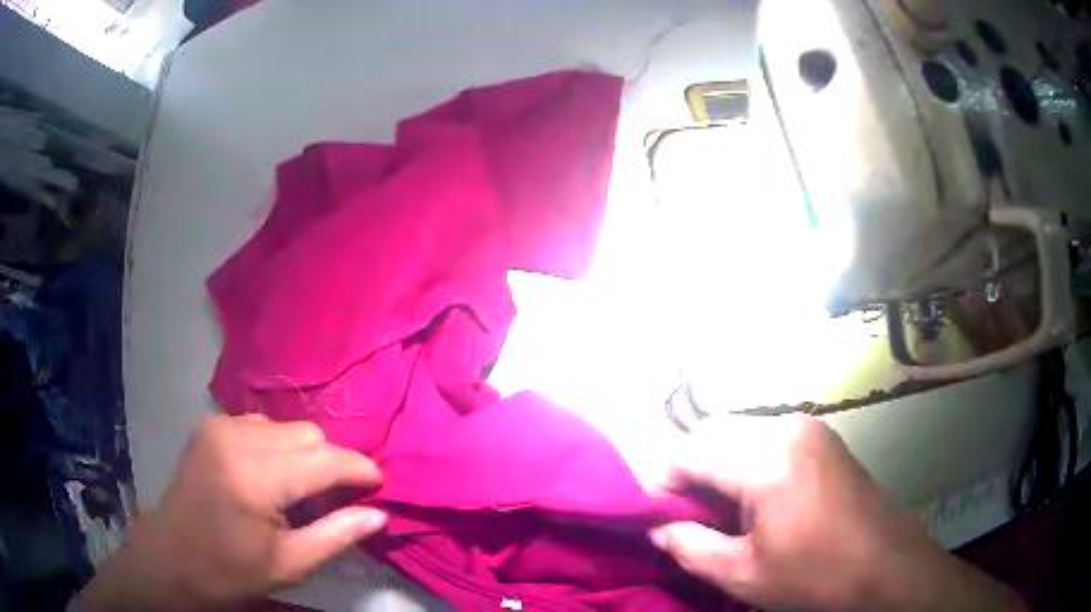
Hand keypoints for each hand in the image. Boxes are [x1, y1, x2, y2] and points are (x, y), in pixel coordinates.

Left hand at [77, 414, 385, 610]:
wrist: (171, 557)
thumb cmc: (230, 571)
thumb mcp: (289, 565)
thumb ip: (336, 535)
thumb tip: (379, 513)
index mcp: (257, 479)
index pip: (325, 460)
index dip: (359, 470)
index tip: (378, 485)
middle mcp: (238, 439)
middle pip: (309, 434)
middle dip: (331, 463)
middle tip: (334, 499)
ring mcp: (220, 426)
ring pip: (287, 426)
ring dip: (304, 454)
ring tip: (299, 490)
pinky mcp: (210, 425)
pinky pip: (261, 425)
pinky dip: (278, 446)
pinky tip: (270, 475)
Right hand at [650, 414, 1026, 611]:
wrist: (888, 567)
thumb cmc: (814, 575)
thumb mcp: (743, 573)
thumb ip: (689, 546)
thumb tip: (658, 527)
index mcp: (766, 458)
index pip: (689, 451)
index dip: (661, 482)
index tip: (653, 515)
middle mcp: (786, 427)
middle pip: (714, 436)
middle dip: (690, 473)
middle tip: (686, 518)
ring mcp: (810, 428)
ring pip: (741, 435)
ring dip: (719, 468)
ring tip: (720, 513)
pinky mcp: (823, 438)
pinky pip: (768, 440)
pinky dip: (748, 465)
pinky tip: (755, 501)